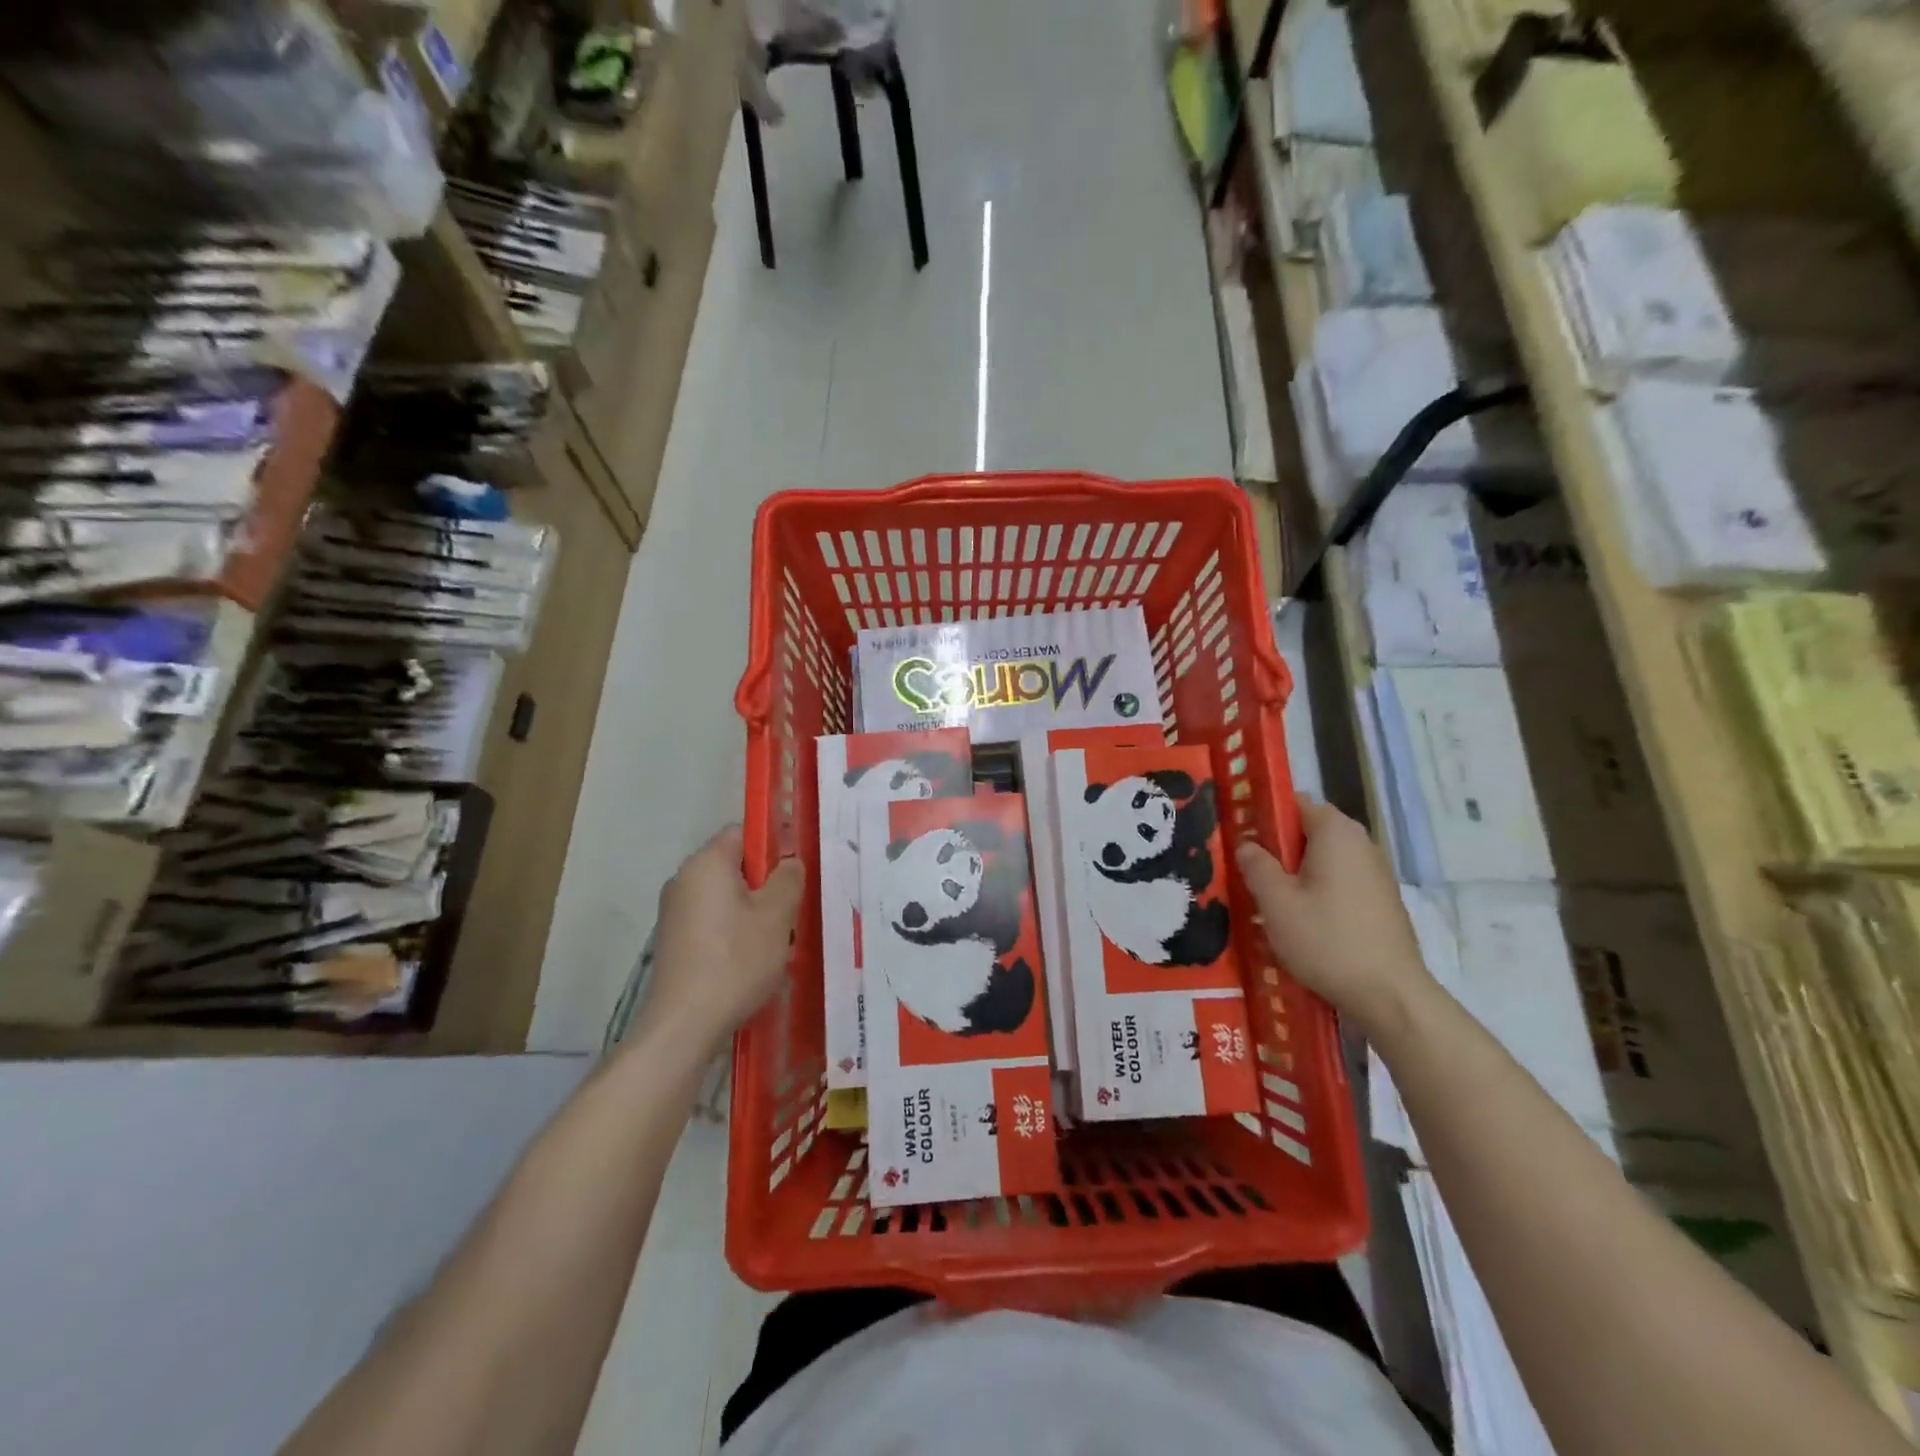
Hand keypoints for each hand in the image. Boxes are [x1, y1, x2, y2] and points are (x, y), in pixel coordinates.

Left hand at [643, 826, 805, 1049]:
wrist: (683, 1025)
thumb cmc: (736, 960)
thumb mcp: (777, 915)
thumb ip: (789, 878)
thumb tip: (789, 862)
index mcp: (706, 863)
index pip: (743, 832)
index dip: (773, 844)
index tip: (796, 871)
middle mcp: (683, 879)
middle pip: (734, 865)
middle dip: (766, 883)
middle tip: (791, 910)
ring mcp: (674, 912)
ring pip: (725, 896)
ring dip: (752, 910)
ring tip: (776, 940)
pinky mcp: (673, 941)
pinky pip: (712, 921)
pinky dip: (733, 931)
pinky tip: (750, 960)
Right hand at [1235, 797, 1434, 1037]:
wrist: (1391, 996)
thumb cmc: (1327, 940)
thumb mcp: (1276, 902)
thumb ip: (1256, 865)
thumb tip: (1247, 844)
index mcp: (1336, 832)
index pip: (1294, 803)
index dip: (1264, 815)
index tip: (1240, 838)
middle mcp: (1361, 843)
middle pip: (1309, 831)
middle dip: (1278, 848)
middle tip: (1249, 874)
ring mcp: (1376, 873)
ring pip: (1323, 859)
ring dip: (1296, 873)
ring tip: (1271, 902)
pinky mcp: (1381, 901)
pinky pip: (1340, 882)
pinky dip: (1318, 891)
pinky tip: (1302, 922)